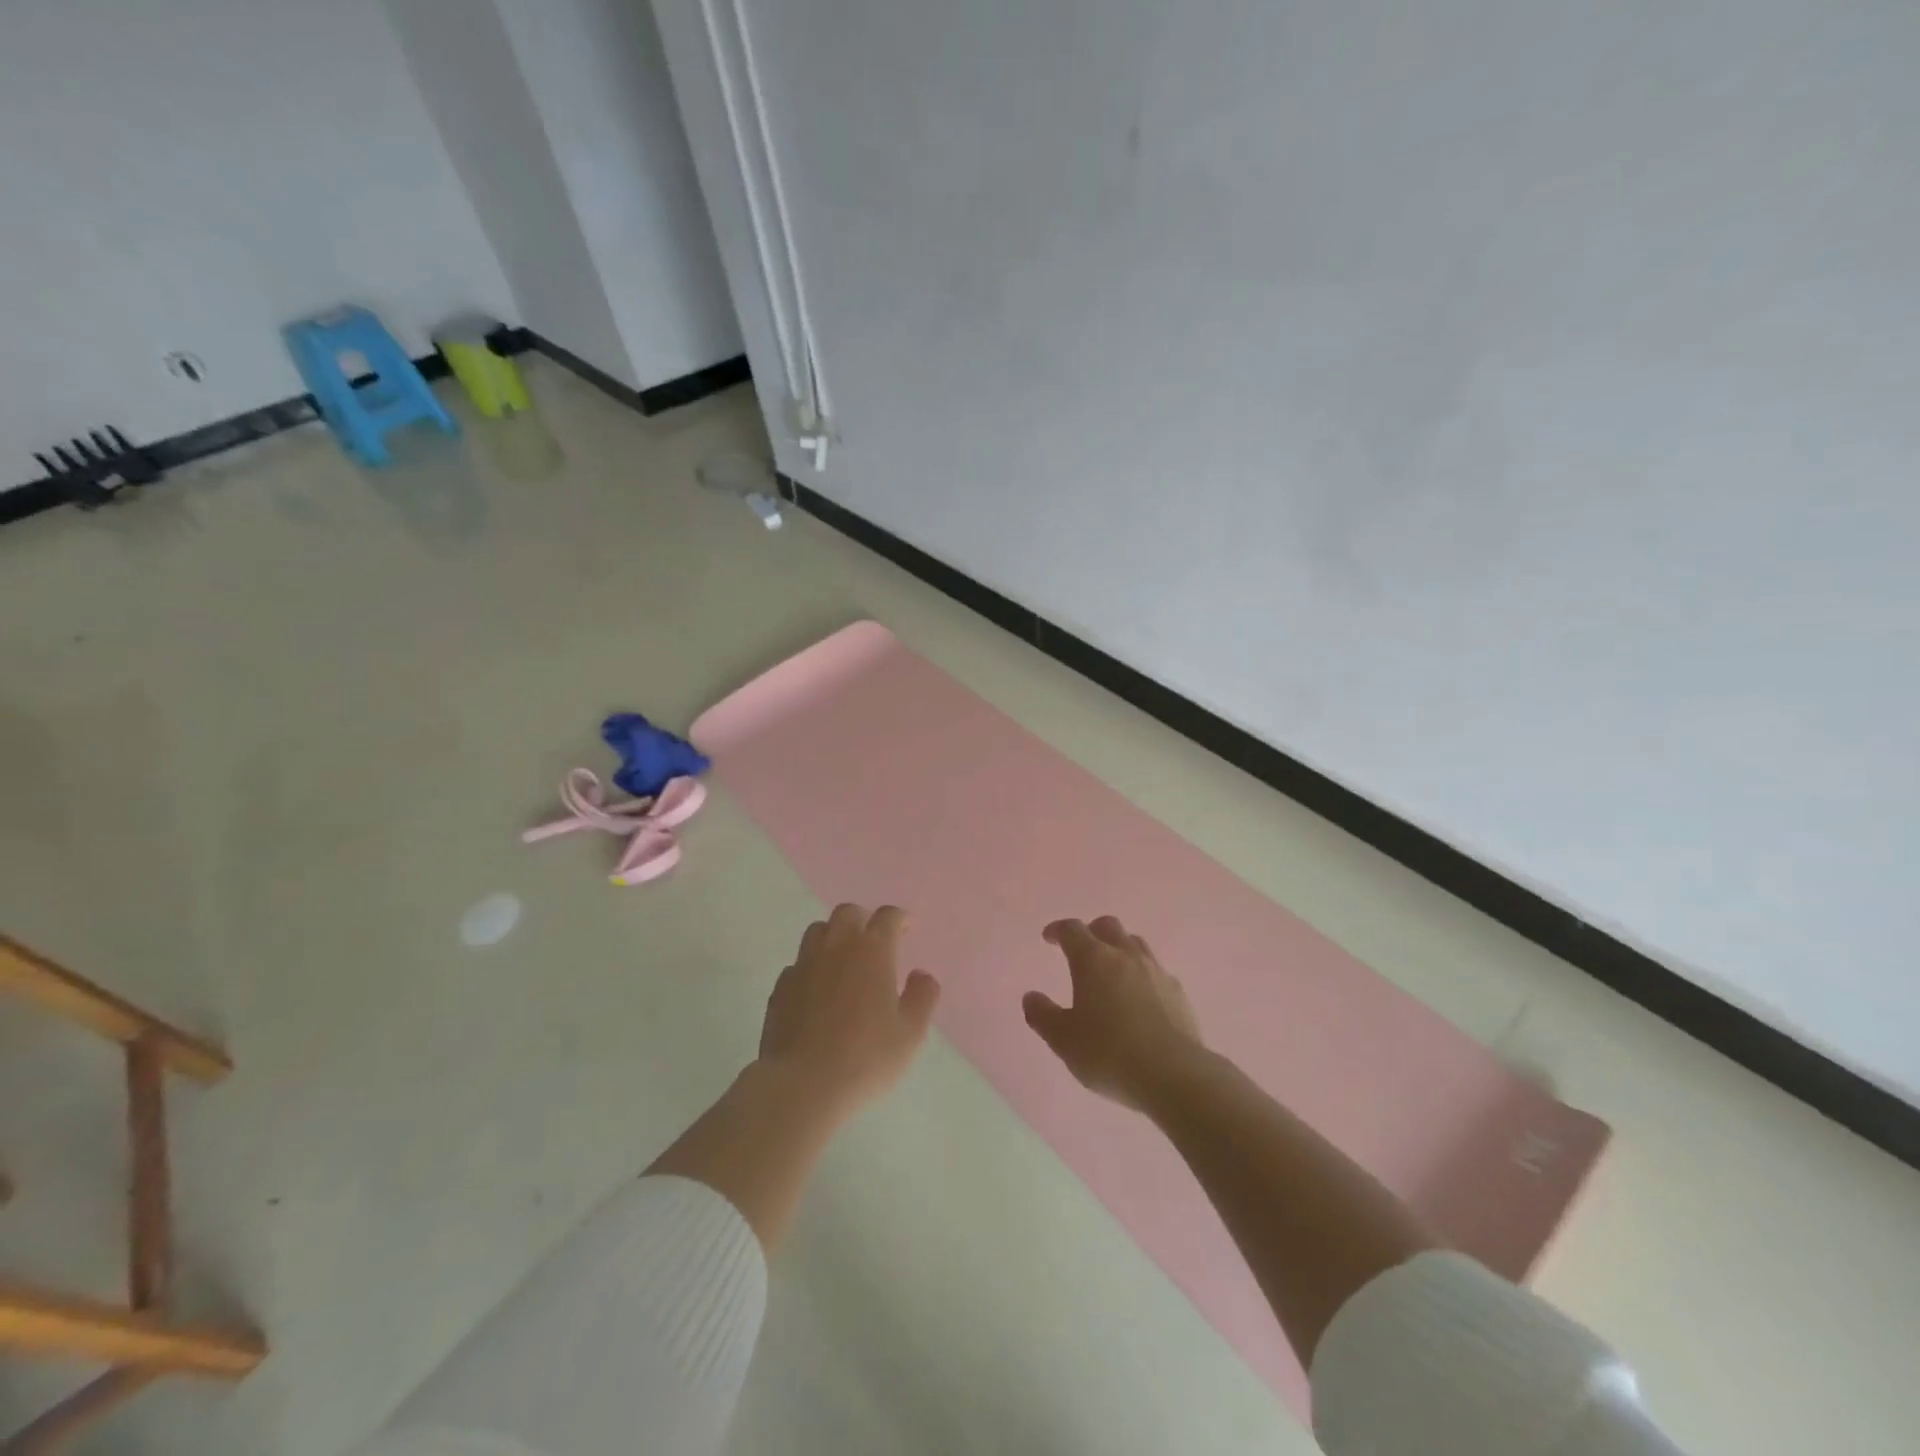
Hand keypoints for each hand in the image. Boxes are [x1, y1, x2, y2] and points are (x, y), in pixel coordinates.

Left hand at [758, 904, 941, 1117]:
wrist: (802, 1086)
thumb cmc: (866, 1058)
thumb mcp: (911, 1034)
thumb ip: (922, 997)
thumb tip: (921, 975)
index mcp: (872, 951)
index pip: (887, 917)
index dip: (899, 918)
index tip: (906, 928)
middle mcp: (836, 948)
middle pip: (847, 913)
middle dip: (863, 919)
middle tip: (873, 940)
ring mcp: (803, 965)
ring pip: (818, 931)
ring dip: (833, 936)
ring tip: (843, 960)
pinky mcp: (780, 988)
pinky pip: (798, 963)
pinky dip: (811, 967)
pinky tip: (817, 990)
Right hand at [1023, 916, 1203, 1111]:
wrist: (1173, 1074)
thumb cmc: (1109, 1053)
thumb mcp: (1064, 1040)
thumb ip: (1043, 1015)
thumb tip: (1031, 997)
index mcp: (1093, 960)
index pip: (1072, 930)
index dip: (1058, 930)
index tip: (1049, 938)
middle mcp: (1125, 956)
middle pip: (1108, 926)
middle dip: (1091, 931)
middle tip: (1081, 949)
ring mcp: (1156, 971)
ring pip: (1135, 943)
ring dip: (1119, 948)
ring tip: (1111, 970)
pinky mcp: (1178, 992)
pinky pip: (1156, 970)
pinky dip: (1142, 974)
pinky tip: (1140, 997)